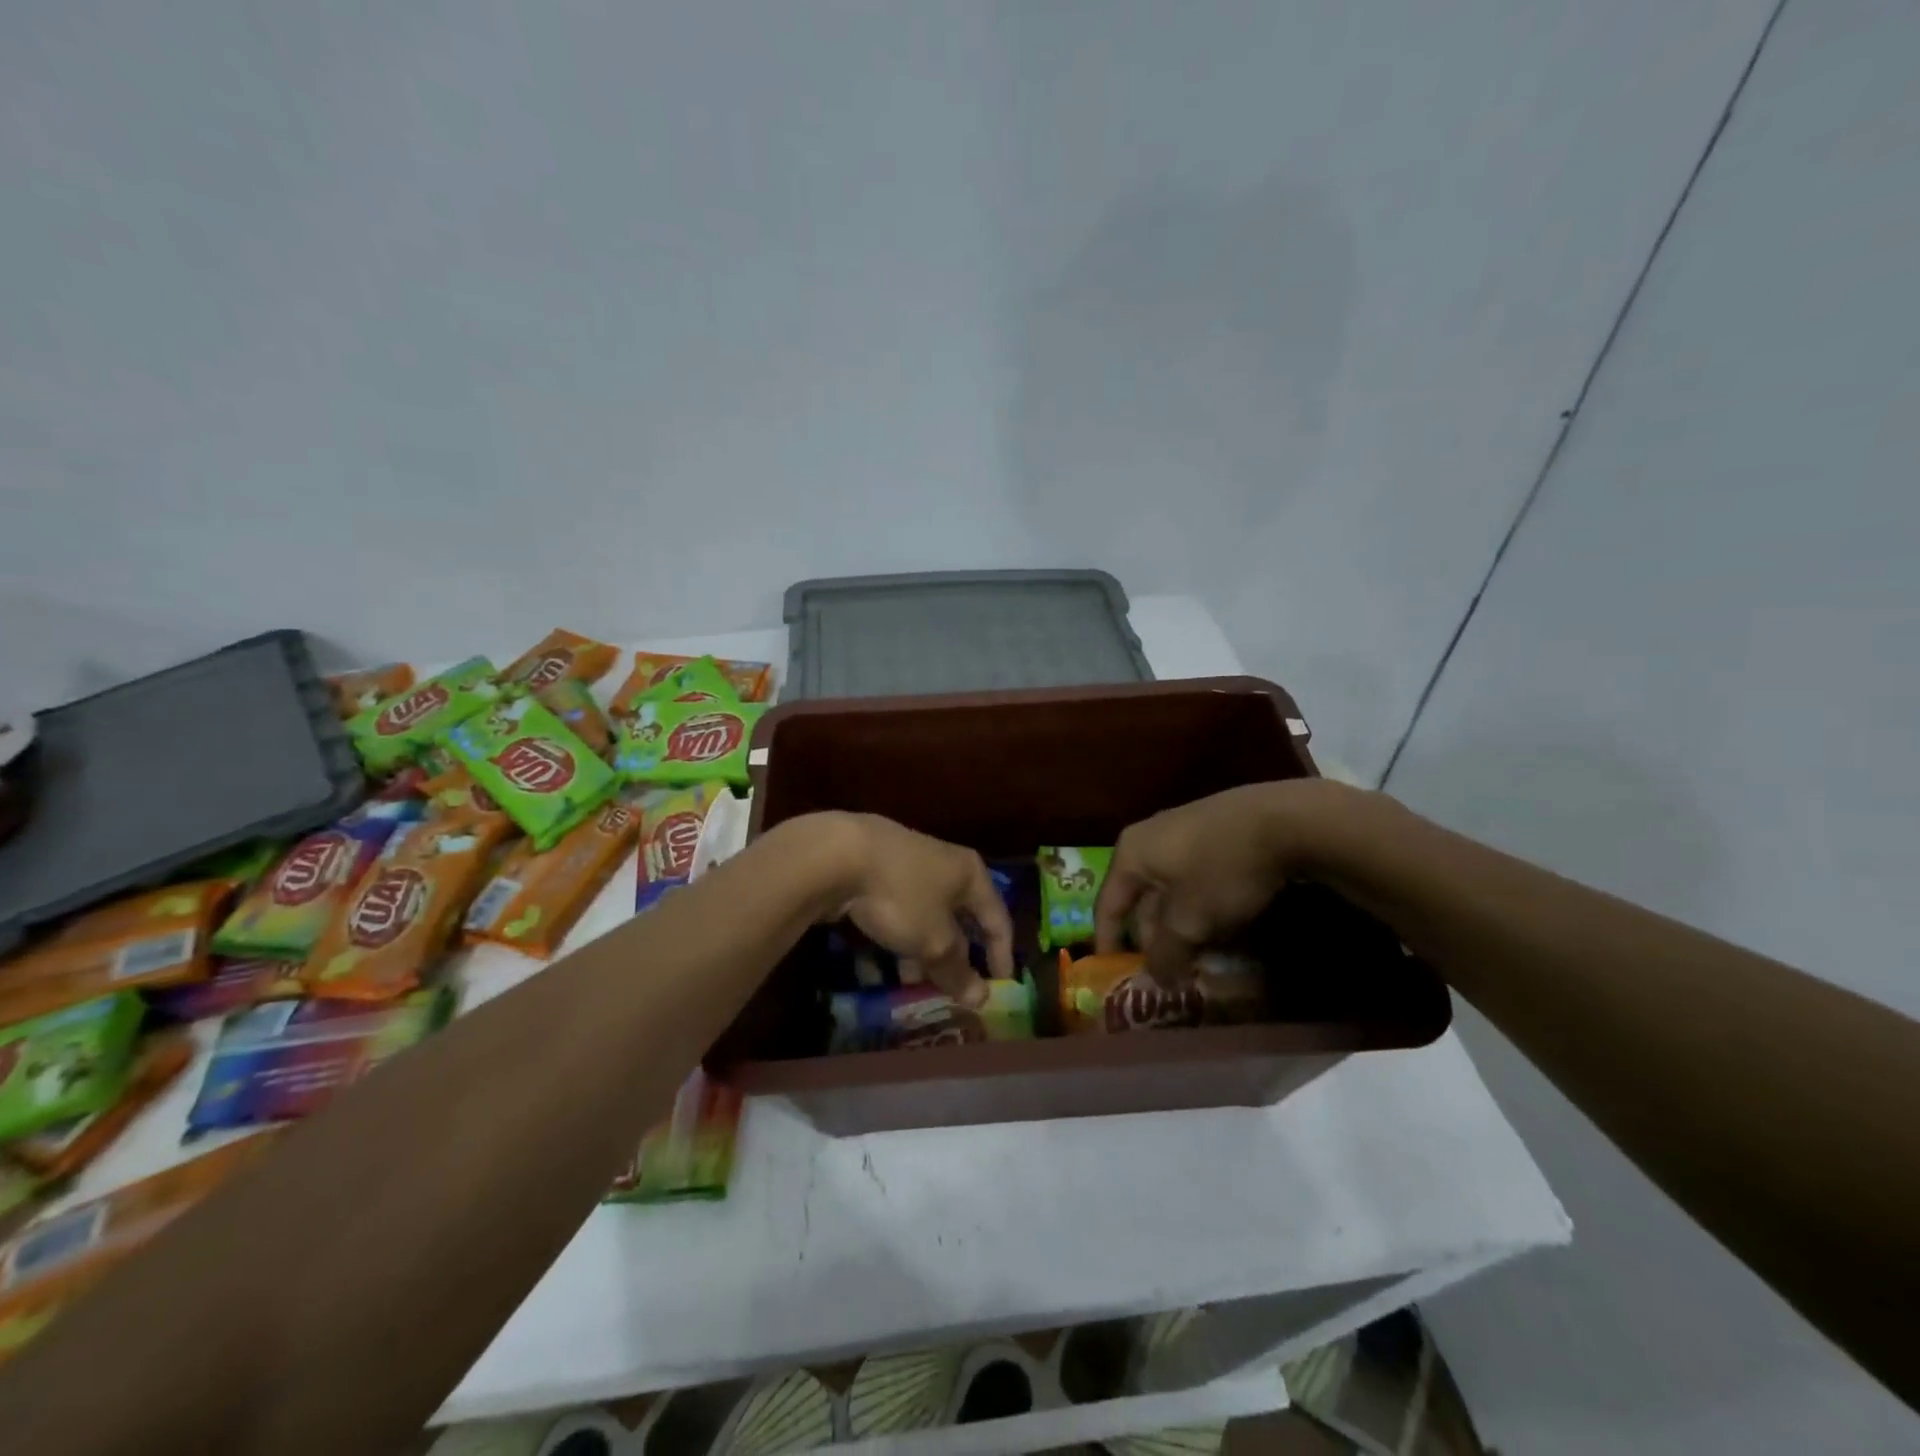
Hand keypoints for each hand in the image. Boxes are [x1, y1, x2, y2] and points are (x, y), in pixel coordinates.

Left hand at [823, 814, 1014, 1003]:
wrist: (839, 854)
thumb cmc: (903, 895)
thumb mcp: (934, 941)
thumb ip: (957, 970)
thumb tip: (981, 998)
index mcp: (970, 873)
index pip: (997, 918)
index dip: (1001, 953)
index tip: (1000, 985)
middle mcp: (945, 864)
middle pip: (959, 917)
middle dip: (955, 956)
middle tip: (951, 987)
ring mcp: (909, 864)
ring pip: (926, 916)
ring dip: (923, 951)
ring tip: (911, 981)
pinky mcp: (877, 869)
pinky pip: (899, 910)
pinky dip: (899, 936)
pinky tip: (883, 959)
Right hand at [1094, 779, 1376, 984]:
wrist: (1285, 819)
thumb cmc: (1221, 869)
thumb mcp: (1189, 921)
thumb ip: (1167, 954)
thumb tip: (1157, 980)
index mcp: (1131, 853)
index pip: (1106, 904)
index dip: (1109, 943)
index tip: (1114, 975)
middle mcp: (1150, 837)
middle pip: (1141, 898)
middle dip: (1152, 938)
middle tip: (1167, 972)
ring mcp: (1184, 830)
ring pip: (1171, 889)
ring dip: (1179, 925)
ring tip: (1196, 955)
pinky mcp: (1216, 831)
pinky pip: (1195, 877)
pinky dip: (1200, 905)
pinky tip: (1221, 925)